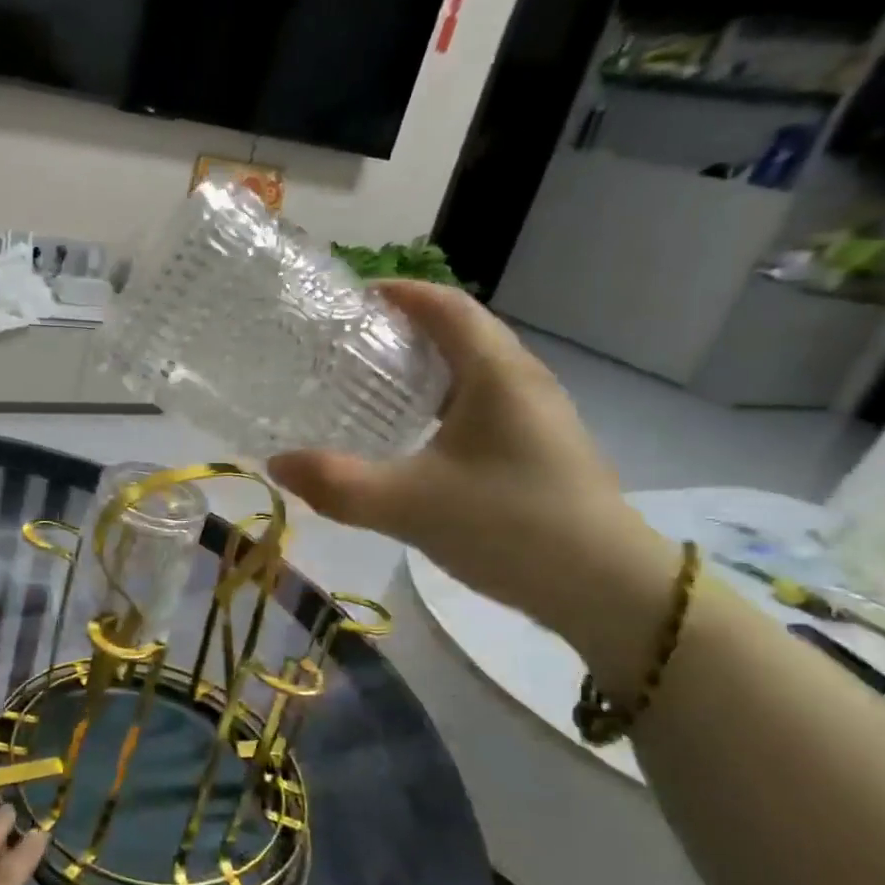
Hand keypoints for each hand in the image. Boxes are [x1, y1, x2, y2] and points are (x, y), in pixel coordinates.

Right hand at [270, 281, 675, 675]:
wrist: (607, 590)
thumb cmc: (512, 528)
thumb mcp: (410, 506)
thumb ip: (337, 485)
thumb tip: (276, 463)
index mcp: (496, 373)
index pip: (445, 306)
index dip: (398, 293)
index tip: (349, 300)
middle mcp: (522, 380)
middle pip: (460, 332)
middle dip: (403, 330)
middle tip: (346, 347)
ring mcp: (537, 415)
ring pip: (472, 370)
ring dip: (423, 369)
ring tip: (371, 387)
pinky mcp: (540, 448)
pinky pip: (482, 404)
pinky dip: (441, 403)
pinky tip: (414, 438)